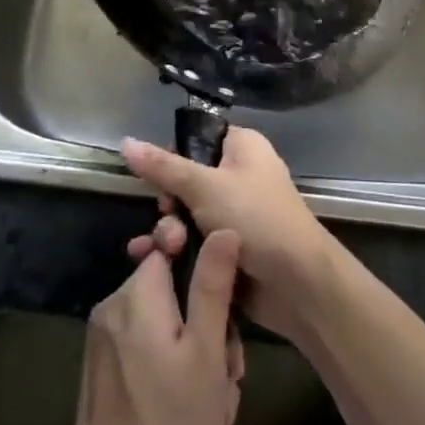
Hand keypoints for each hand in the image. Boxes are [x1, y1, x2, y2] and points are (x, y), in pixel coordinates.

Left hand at [66, 230, 245, 424]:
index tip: (225, 315)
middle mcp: (114, 307)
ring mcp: (105, 340)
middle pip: (174, 295)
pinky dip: (174, 378)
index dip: (206, 275)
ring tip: (216, 413)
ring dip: (197, 364)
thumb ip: (212, 286)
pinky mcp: (103, 370)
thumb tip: (222, 228)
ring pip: (167, 330)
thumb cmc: (170, 424)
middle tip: (229, 377)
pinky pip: (148, 354)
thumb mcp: (206, 353)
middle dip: (208, 333)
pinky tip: (197, 424)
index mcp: (136, 294)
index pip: (173, 249)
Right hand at [122, 127, 338, 340]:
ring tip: (167, 249)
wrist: (299, 284)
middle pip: (185, 180)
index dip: (172, 157)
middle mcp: (239, 175)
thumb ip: (162, 167)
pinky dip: (177, 250)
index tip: (157, 178)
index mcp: (241, 147)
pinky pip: (194, 241)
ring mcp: (235, 214)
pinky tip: (152, 262)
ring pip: (186, 214)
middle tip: (169, 218)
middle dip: (169, 204)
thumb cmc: (255, 218)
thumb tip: (125, 141)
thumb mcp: (204, 186)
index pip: (196, 139)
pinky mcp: (229, 249)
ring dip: (170, 231)